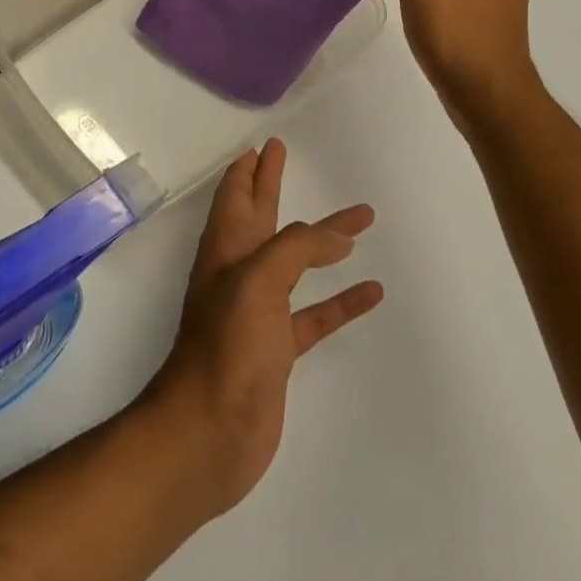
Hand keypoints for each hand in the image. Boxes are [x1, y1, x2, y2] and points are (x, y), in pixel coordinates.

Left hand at [143, 140, 381, 515]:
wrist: (208, 435)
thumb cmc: (227, 349)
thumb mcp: (257, 281)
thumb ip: (296, 248)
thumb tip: (337, 236)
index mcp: (225, 254)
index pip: (236, 200)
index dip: (247, 172)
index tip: (261, 146)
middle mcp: (239, 277)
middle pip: (260, 220)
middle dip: (271, 186)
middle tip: (284, 155)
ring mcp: (259, 315)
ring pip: (294, 265)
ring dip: (321, 241)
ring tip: (358, 220)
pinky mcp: (279, 351)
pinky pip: (316, 315)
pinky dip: (341, 301)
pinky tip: (371, 291)